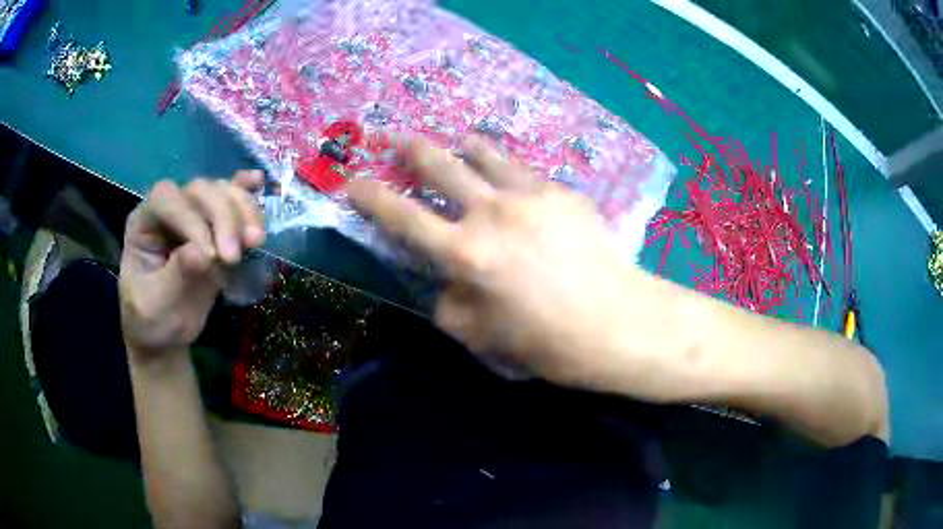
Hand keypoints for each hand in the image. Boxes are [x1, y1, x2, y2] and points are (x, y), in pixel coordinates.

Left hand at [119, 171, 265, 359]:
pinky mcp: (215, 225)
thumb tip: (203, 254)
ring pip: (221, 191)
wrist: (164, 333)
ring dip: (243, 211)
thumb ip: (176, 276)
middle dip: (222, 218)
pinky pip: (231, 197)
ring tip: (255, 242)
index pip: (167, 200)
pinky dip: (246, 191)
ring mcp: (193, 213)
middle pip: (199, 190)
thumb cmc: (152, 320)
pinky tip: (259, 183)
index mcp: (144, 223)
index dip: (191, 220)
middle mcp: (168, 210)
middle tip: (234, 257)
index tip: (210, 257)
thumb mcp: (157, 305)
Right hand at [348, 138, 650, 387]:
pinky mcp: (562, 192)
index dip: (370, 197)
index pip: (402, 216)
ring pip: (485, 152)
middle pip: (440, 164)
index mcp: (465, 253)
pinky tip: (515, 185)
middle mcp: (492, 211)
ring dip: (462, 145)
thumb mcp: (479, 338)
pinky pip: (525, 172)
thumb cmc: (545, 342)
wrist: (615, 323)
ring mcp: (531, 194)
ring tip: (457, 143)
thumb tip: (444, 282)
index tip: (352, 181)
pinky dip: (509, 173)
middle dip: (409, 147)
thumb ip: (448, 304)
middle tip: (393, 136)